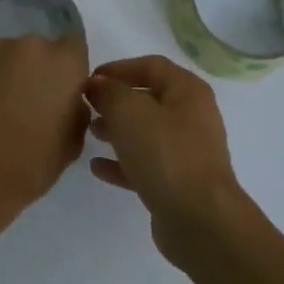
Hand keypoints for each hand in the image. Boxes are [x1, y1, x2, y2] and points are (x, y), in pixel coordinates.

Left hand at [0, 33, 91, 220]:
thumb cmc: (31, 165)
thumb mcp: (73, 141)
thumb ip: (75, 108)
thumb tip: (65, 99)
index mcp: (64, 63)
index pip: (74, 46)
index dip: (67, 68)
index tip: (59, 90)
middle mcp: (29, 46)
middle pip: (37, 50)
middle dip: (34, 71)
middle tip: (25, 103)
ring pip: (5, 56)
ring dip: (5, 75)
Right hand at [85, 55, 247, 261]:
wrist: (198, 217)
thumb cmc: (165, 154)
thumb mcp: (129, 113)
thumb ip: (109, 93)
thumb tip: (97, 85)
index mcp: (187, 91)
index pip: (151, 65)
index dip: (118, 68)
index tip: (88, 80)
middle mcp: (192, 117)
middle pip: (149, 99)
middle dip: (116, 101)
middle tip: (85, 108)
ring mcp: (186, 152)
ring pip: (146, 133)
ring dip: (117, 131)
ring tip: (89, 133)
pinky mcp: (177, 182)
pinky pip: (145, 164)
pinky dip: (122, 162)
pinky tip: (97, 167)